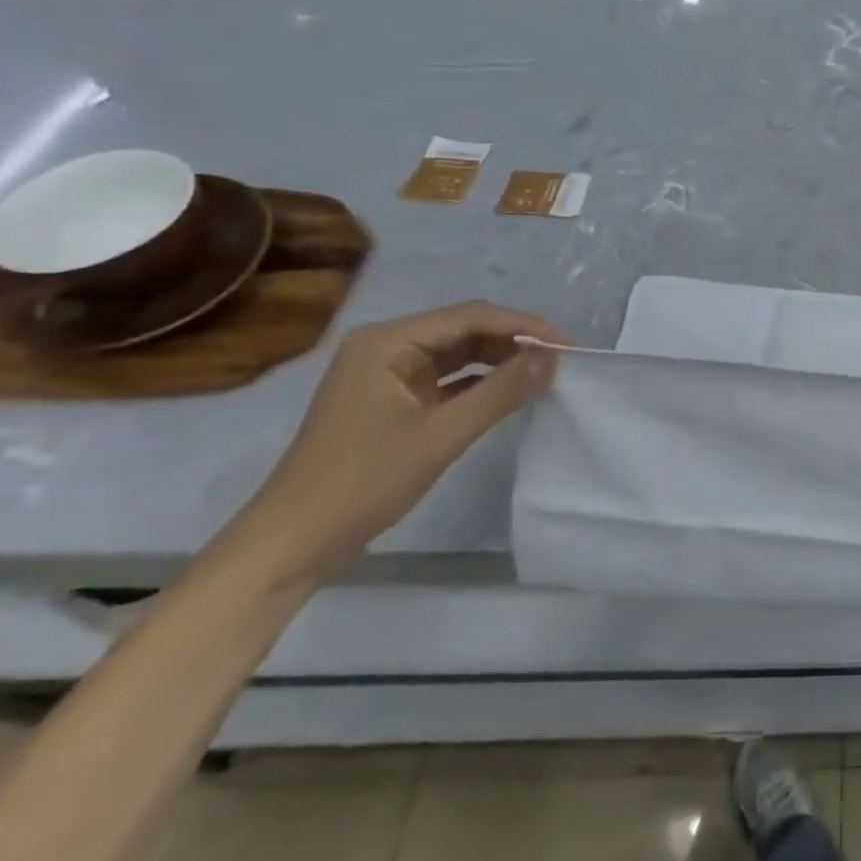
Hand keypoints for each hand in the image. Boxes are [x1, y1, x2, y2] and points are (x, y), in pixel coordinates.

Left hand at [232, 302, 570, 584]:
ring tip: (544, 372)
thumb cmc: (363, 482)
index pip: (470, 317)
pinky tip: (511, 391)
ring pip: (458, 352)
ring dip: (500, 359)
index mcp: (387, 342)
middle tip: (561, 359)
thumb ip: (500, 391)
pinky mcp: (392, 399)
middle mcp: (386, 347)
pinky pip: (447, 378)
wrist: (293, 543)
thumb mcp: (441, 436)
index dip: (523, 326)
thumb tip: (552, 358)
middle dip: (514, 340)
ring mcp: (387, 373)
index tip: (567, 344)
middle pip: (464, 329)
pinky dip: (480, 382)